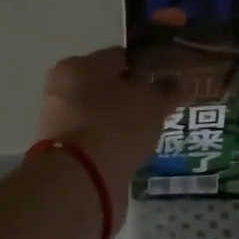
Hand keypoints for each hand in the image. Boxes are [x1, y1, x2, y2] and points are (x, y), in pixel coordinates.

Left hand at [35, 48, 182, 212]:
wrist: (79, 180)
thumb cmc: (114, 126)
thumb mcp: (151, 103)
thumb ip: (167, 90)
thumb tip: (180, 82)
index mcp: (77, 66)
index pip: (119, 57)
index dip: (146, 67)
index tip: (168, 82)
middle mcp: (61, 89)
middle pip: (106, 87)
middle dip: (132, 97)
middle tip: (161, 110)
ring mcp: (58, 123)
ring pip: (100, 115)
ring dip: (122, 122)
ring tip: (150, 134)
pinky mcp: (63, 153)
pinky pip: (95, 140)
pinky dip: (112, 144)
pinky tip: (132, 152)